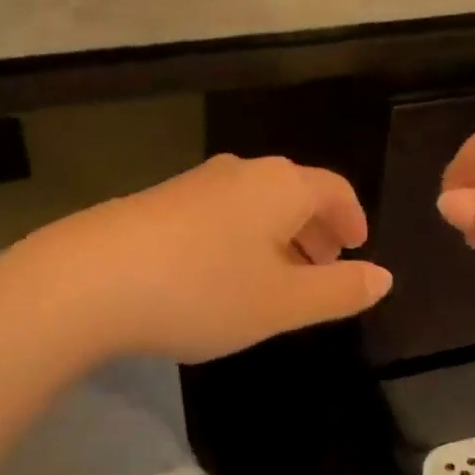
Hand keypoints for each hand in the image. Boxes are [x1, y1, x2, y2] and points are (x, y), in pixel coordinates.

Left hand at [4, 154, 392, 363]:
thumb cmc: (204, 290)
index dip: (353, 218)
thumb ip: (338, 291)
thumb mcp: (282, 303)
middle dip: (316, 229)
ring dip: (277, 236)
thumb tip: (383, 277)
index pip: (335, 189)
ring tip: (276, 278)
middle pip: (295, 192)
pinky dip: (239, 238)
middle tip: (323, 267)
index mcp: (281, 186)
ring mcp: (196, 182)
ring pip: (255, 203)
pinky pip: (220, 213)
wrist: (91, 278)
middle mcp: (242, 172)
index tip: (358, 248)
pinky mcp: (160, 200)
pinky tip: (221, 275)